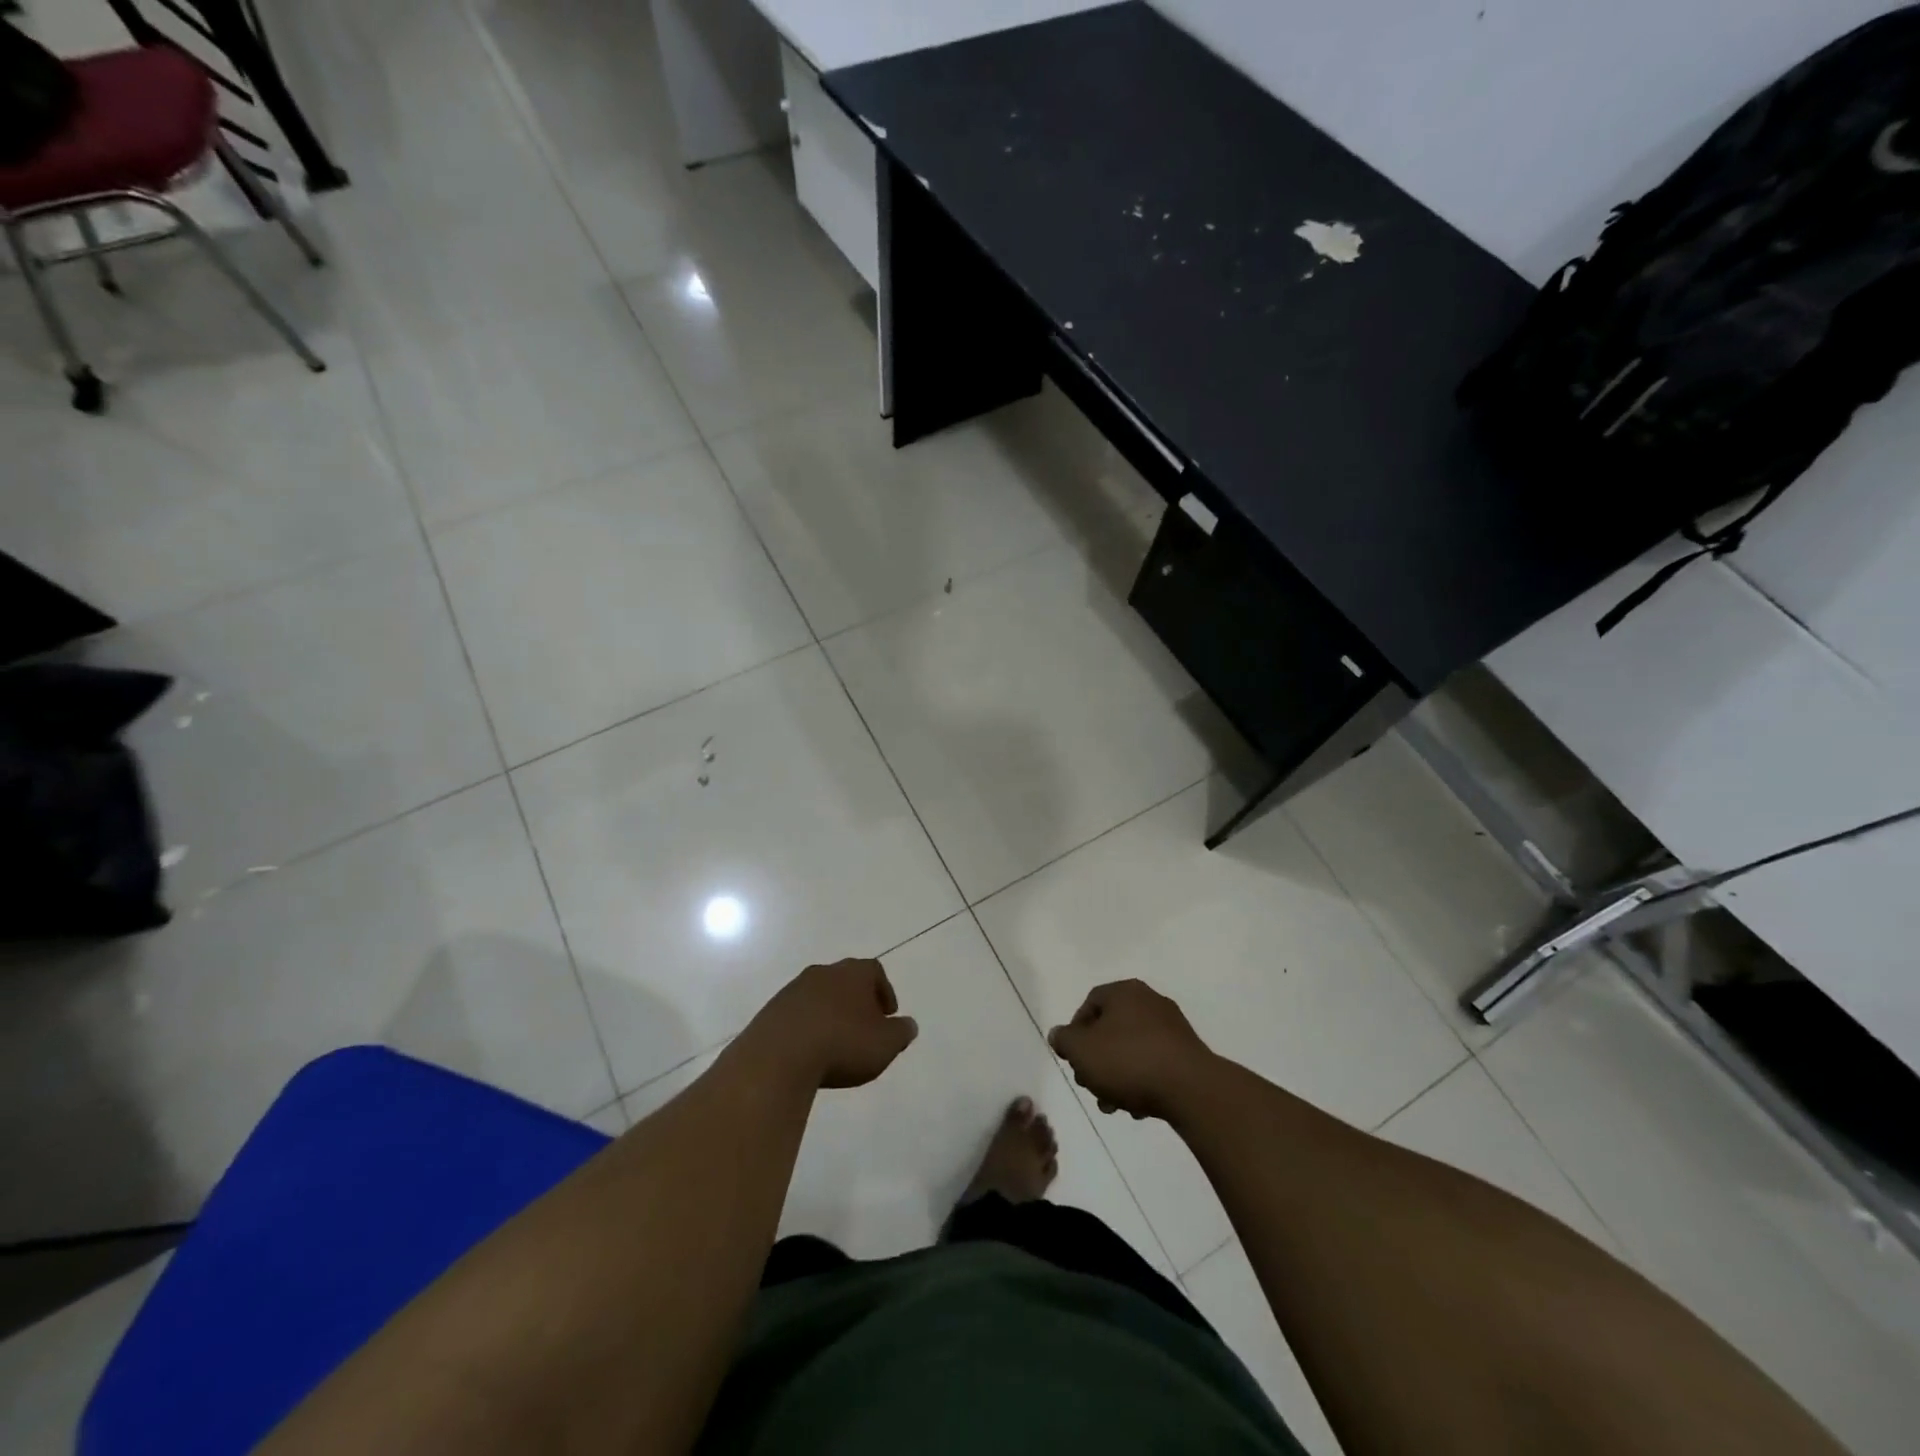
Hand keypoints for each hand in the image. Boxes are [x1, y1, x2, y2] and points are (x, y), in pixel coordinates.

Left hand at [740, 958, 918, 1089]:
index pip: (875, 971)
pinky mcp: (771, 1011)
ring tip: (836, 1042)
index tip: (888, 1015)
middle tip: (864, 1027)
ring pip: (820, 996)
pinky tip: (810, 1051)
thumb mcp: (885, 1044)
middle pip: (846, 980)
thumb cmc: (842, 1044)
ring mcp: (793, 990)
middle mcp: (823, 972)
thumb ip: (901, 1032)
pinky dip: (807, 1027)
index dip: (884, 991)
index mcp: (853, 973)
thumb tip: (908, 1024)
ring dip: (830, 1014)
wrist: (779, 1057)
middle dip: (857, 1001)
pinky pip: (797, 1015)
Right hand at [1048, 980, 1215, 1120]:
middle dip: (1096, 1060)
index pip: (1090, 1003)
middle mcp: (1150, 1001)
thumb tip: (1059, 1035)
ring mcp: (1173, 1027)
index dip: (1075, 1031)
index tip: (1073, 1059)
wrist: (1190, 1089)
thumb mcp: (1081, 1050)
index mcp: (1125, 992)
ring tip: (1112, 1105)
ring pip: (1131, 1049)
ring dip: (1117, 1076)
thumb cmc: (1128, 1061)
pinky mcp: (1188, 1053)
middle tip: (1090, 1085)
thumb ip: (1064, 1040)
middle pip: (1111, 1029)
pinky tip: (1138, 1107)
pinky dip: (1142, 1080)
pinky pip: (1154, 1063)